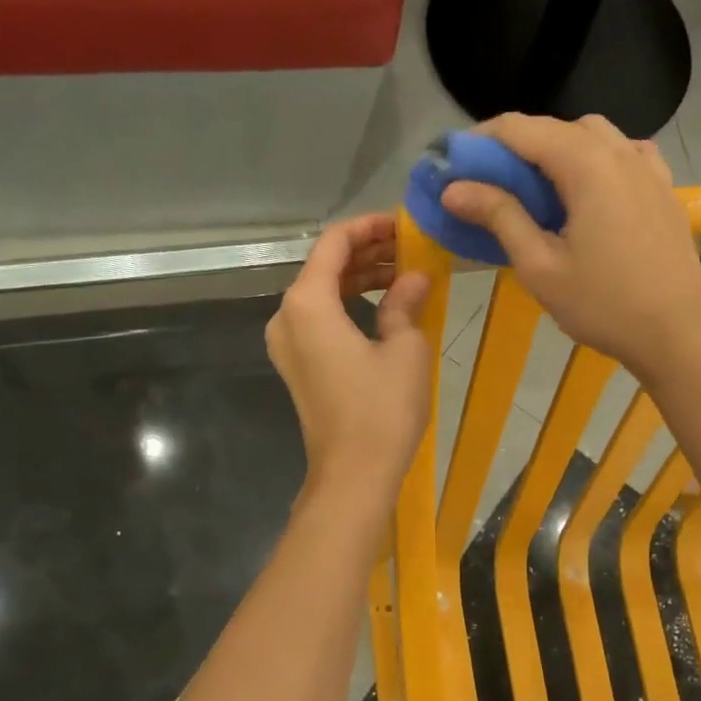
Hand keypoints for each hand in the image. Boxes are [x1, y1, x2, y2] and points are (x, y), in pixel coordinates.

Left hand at [266, 214, 433, 508]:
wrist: (354, 475)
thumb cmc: (382, 410)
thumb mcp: (405, 348)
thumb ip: (404, 302)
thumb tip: (414, 278)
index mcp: (307, 303)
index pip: (333, 244)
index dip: (369, 227)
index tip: (403, 224)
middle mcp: (286, 317)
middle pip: (324, 267)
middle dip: (367, 253)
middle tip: (410, 248)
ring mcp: (287, 344)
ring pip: (322, 294)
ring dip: (359, 279)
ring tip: (404, 273)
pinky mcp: (297, 366)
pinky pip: (320, 320)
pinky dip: (349, 305)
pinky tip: (384, 305)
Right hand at [439, 114, 700, 381]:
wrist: (674, 334)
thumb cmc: (602, 305)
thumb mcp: (540, 266)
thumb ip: (499, 217)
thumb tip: (454, 189)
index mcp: (587, 166)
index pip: (522, 129)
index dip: (482, 140)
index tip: (455, 164)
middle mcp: (620, 153)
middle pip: (558, 127)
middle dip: (517, 144)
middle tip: (489, 180)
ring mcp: (649, 169)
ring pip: (595, 134)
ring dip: (558, 147)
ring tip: (538, 185)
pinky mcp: (665, 189)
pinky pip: (626, 153)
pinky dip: (598, 158)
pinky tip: (590, 188)